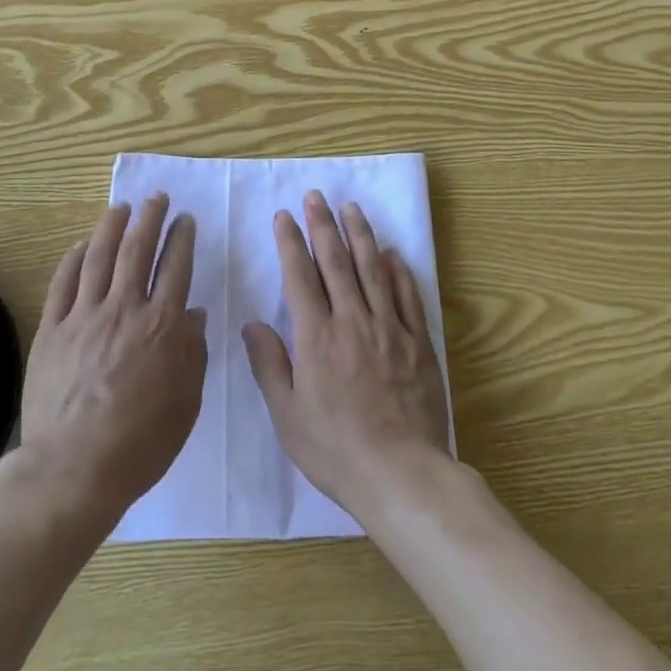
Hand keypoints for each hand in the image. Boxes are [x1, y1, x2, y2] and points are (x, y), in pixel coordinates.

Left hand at [19, 196, 206, 526]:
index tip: (185, 220)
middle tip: (156, 198)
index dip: (181, 239)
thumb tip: (194, 313)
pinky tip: (80, 245)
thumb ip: (193, 353)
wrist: (73, 469)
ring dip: (111, 227)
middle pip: (137, 250)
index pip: (175, 268)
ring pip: (98, 257)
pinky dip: (72, 259)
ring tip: (121, 207)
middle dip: (150, 218)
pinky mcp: (52, 329)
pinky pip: (62, 283)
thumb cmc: (140, 443)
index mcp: (161, 327)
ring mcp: (83, 316)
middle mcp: (124, 310)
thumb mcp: (186, 403)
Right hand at [242, 192, 451, 522]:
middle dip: (323, 226)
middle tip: (316, 196)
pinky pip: (407, 296)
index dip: (290, 242)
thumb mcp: (288, 415)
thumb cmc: (335, 449)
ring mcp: (389, 329)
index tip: (284, 216)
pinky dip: (398, 271)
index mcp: (316, 337)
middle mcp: (352, 321)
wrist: (401, 474)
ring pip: (372, 270)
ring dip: (360, 235)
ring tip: (351, 208)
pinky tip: (391, 253)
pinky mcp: (417, 342)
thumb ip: (269, 365)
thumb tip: (253, 324)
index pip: (300, 276)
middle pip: (336, 262)